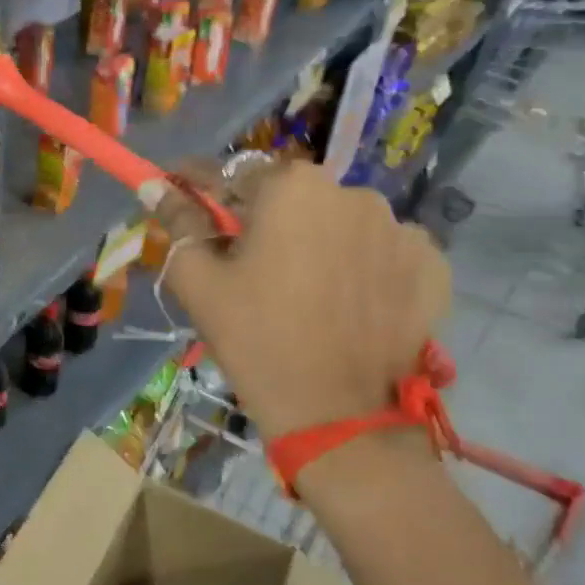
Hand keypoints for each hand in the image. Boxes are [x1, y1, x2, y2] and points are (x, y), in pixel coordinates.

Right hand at [158, 161, 449, 439]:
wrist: (336, 412)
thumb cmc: (253, 336)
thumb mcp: (198, 278)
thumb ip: (177, 222)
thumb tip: (153, 186)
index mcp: (292, 188)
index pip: (233, 172)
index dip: (199, 185)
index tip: (179, 196)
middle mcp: (353, 192)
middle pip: (289, 197)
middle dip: (260, 218)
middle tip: (239, 260)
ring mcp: (401, 229)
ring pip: (336, 223)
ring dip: (311, 240)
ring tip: (295, 287)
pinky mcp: (432, 266)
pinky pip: (378, 251)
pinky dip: (355, 265)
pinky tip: (339, 301)